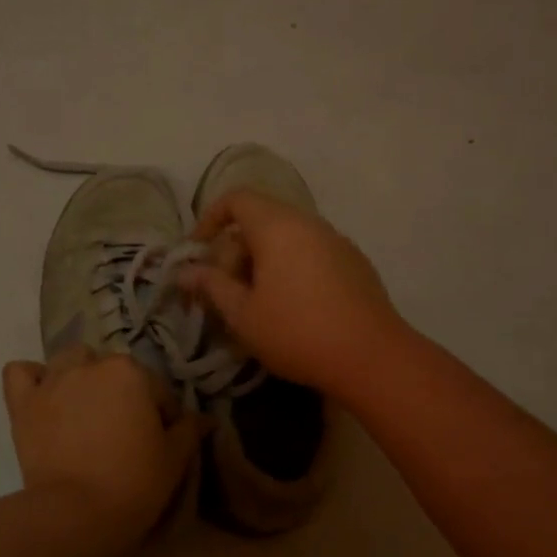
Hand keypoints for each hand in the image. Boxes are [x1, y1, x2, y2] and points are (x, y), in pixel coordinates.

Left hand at [1, 347, 203, 548]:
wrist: (76, 514)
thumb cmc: (134, 483)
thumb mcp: (174, 459)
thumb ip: (189, 430)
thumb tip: (205, 418)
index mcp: (131, 372)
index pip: (156, 389)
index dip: (162, 416)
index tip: (160, 442)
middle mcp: (90, 365)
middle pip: (112, 370)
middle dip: (121, 393)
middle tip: (122, 430)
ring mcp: (53, 381)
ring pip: (70, 362)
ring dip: (80, 377)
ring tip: (84, 409)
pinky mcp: (23, 402)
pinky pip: (21, 372)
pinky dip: (32, 379)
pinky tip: (43, 397)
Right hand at [178, 189, 404, 396]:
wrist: (372, 358)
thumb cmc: (296, 332)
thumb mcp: (242, 314)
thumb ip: (211, 287)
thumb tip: (185, 272)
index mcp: (278, 226)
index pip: (236, 199)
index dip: (210, 219)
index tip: (198, 252)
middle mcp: (309, 224)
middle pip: (260, 220)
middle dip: (234, 251)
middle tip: (224, 291)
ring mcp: (337, 241)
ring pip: (286, 238)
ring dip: (262, 262)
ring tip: (254, 303)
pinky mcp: (355, 263)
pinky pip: (310, 253)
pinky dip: (289, 268)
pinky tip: (291, 308)